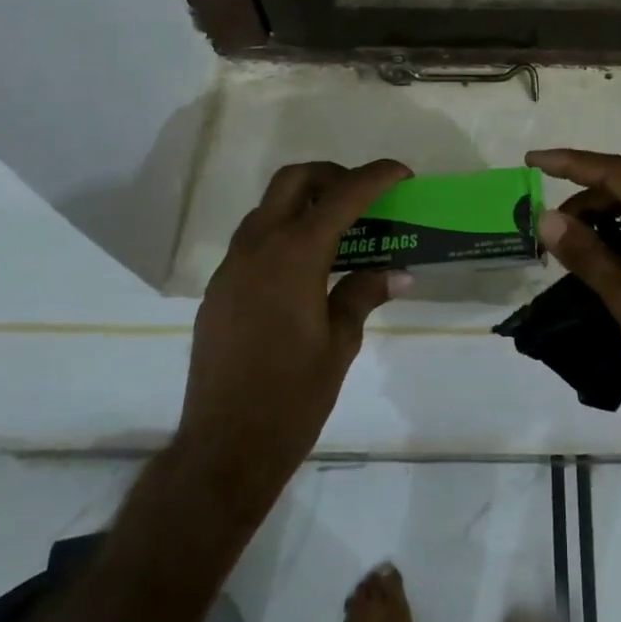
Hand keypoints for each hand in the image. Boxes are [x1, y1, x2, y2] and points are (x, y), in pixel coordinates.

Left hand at [179, 159, 410, 523]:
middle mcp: (258, 247)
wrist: (224, 448)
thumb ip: (364, 293)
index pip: (342, 196)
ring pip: (268, 208)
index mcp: (295, 255)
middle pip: (293, 180)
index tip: (402, 173)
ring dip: (304, 203)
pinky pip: (253, 241)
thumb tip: (397, 272)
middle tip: (361, 197)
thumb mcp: (340, 342)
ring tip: (338, 231)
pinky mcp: (218, 289)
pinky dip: (283, 233)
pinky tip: (305, 270)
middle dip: (331, 175)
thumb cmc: (292, 396)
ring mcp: (231, 267)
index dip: (376, 177)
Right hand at [526, 149, 620, 500]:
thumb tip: (545, 218)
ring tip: (564, 250)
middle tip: (546, 230)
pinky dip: (615, 244)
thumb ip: (589, 255)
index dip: (572, 163)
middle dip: (583, 202)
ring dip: (598, 224)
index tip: (533, 160)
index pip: (619, 173)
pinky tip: (592, 264)